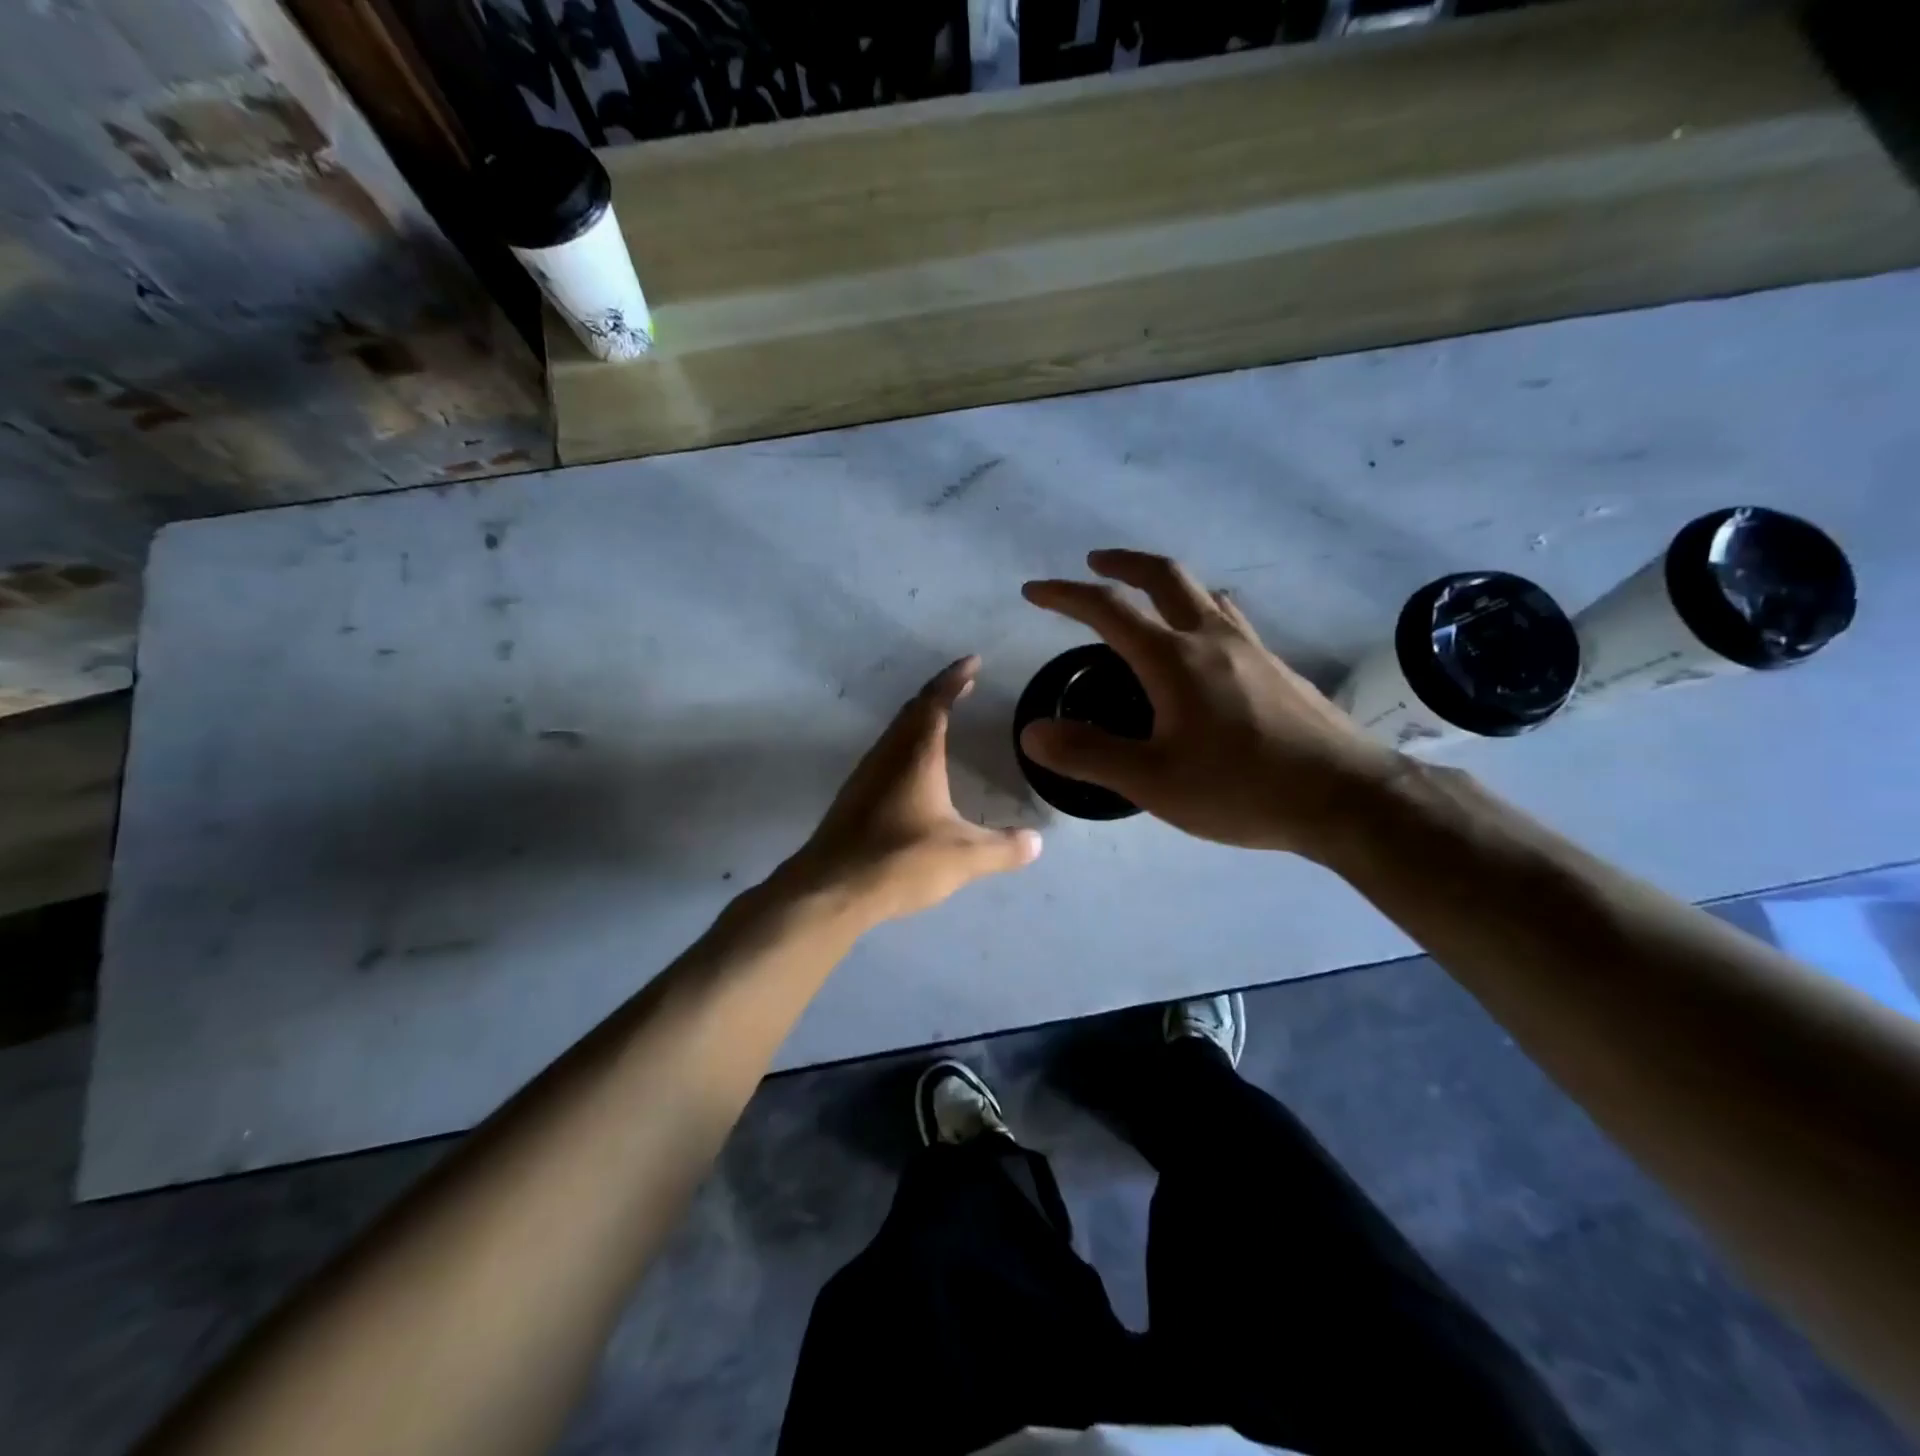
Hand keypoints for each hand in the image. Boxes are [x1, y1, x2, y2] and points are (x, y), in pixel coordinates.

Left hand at [784, 656, 1041, 923]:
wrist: (831, 888)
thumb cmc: (900, 860)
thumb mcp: (963, 857)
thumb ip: (1003, 848)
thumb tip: (1037, 842)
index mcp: (916, 755)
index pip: (936, 702)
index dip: (955, 678)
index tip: (973, 661)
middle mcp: (888, 755)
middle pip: (913, 710)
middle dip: (939, 693)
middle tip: (963, 685)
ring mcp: (865, 775)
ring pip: (895, 731)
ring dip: (919, 717)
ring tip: (942, 718)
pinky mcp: (853, 797)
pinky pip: (885, 753)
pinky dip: (906, 744)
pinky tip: (913, 768)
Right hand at [1021, 550, 1405, 857]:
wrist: (1347, 797)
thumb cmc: (1242, 788)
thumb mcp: (1153, 781)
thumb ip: (1088, 754)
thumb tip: (1032, 732)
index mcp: (1175, 659)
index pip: (1109, 609)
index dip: (1066, 595)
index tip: (1034, 590)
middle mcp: (1213, 639)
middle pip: (1165, 576)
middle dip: (1123, 564)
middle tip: (1095, 563)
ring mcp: (1253, 649)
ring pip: (1204, 594)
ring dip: (1166, 584)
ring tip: (1149, 600)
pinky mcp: (1278, 668)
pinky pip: (1230, 620)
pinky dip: (1201, 612)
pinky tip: (1205, 648)